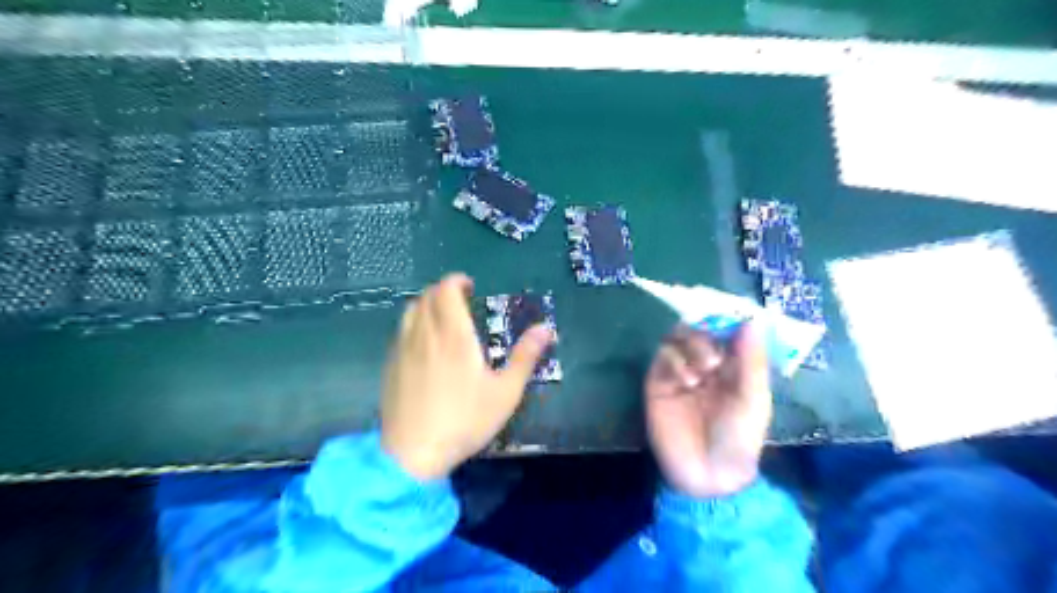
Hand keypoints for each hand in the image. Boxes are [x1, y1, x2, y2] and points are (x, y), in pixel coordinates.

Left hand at [383, 272, 554, 482]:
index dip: (456, 281)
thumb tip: (546, 329)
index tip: (470, 286)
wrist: (413, 453)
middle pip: (426, 296)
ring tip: (443, 318)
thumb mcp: (505, 392)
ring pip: (410, 311)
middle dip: (443, 291)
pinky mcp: (390, 366)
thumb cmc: (465, 420)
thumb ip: (525, 357)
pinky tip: (424, 344)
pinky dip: (414, 324)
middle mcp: (425, 334)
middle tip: (461, 301)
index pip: (446, 290)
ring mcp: (403, 349)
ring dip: (427, 304)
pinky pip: (401, 331)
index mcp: (454, 335)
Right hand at [644, 322, 768, 497]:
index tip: (730, 315)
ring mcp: (680, 370)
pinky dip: (674, 360)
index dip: (727, 320)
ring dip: (691, 347)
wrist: (706, 474)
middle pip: (699, 329)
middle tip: (713, 360)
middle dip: (706, 337)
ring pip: (678, 337)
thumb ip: (751, 361)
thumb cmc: (739, 438)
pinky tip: (685, 380)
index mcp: (733, 366)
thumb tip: (752, 321)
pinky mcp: (658, 381)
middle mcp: (705, 363)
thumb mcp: (753, 400)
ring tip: (700, 374)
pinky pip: (663, 356)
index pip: (726, 331)